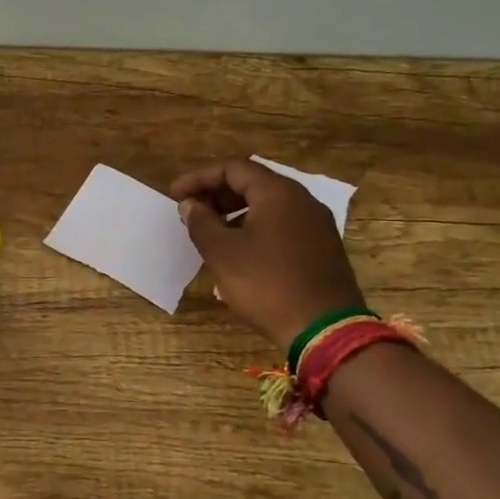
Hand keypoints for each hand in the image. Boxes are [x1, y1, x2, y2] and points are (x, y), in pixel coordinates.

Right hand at [171, 158, 364, 354]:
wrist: (324, 330)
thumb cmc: (266, 284)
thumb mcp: (222, 252)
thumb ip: (201, 222)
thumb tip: (190, 205)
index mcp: (278, 193)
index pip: (233, 168)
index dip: (199, 178)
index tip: (175, 195)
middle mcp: (302, 200)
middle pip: (253, 183)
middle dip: (217, 193)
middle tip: (191, 211)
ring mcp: (316, 225)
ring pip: (269, 206)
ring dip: (235, 212)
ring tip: (211, 232)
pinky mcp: (322, 249)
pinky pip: (282, 225)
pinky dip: (255, 228)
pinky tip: (240, 251)